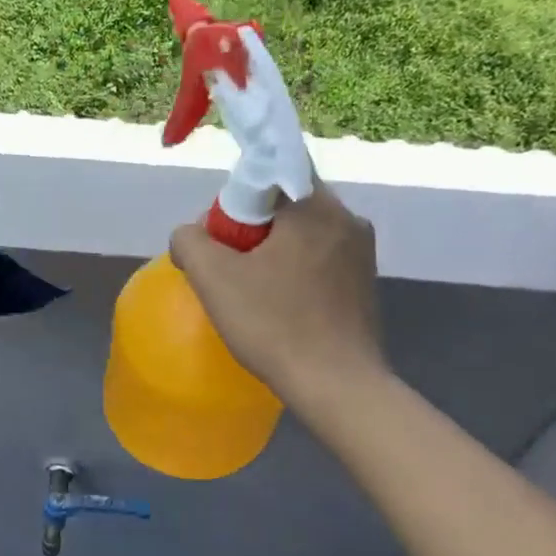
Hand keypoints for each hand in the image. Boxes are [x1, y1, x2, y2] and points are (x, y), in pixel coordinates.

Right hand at [169, 185, 383, 406]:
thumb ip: (190, 241)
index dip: (239, 195)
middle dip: (252, 227)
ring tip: (252, 291)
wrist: (336, 386)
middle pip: (286, 203)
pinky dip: (294, 272)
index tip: (224, 234)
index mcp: (316, 207)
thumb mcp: (213, 279)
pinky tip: (280, 306)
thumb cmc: (274, 325)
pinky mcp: (365, 283)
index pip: (274, 169)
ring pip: (303, 233)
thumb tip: (191, 235)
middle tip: (229, 266)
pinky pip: (320, 259)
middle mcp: (348, 220)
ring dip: (273, 251)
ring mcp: (362, 253)